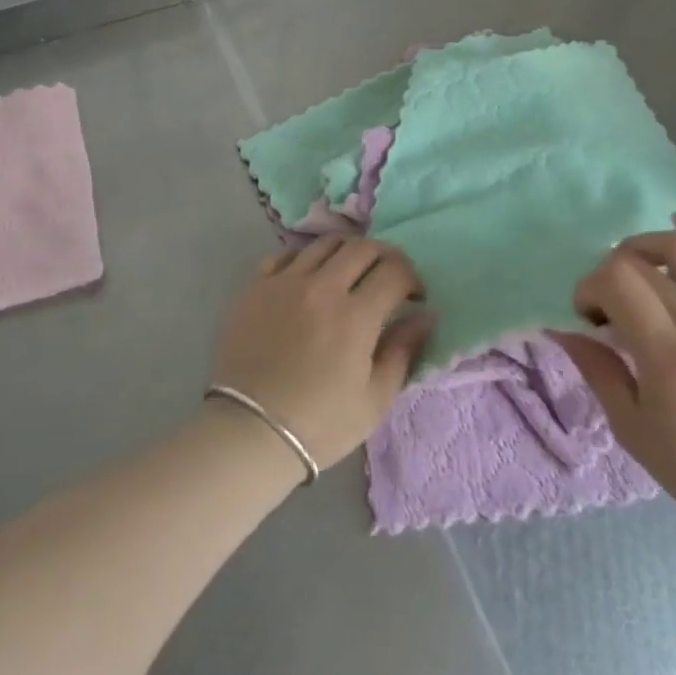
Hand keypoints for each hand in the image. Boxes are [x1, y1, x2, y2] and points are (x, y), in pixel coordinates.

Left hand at [210, 236, 434, 470]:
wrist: (250, 431)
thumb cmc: (320, 423)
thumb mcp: (375, 399)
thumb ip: (403, 351)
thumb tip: (426, 317)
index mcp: (355, 315)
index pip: (395, 271)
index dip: (412, 278)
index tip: (414, 297)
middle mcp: (322, 285)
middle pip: (362, 247)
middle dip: (385, 257)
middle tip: (388, 279)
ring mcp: (285, 280)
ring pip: (325, 243)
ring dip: (348, 252)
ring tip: (351, 273)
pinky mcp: (256, 285)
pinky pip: (286, 254)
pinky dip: (307, 257)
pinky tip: (311, 277)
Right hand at [554, 215, 675, 559]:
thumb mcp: (630, 427)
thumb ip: (595, 367)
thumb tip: (562, 327)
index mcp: (671, 354)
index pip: (615, 280)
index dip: (589, 288)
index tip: (589, 318)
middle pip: (641, 261)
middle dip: (610, 274)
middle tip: (610, 306)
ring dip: (649, 248)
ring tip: (640, 272)